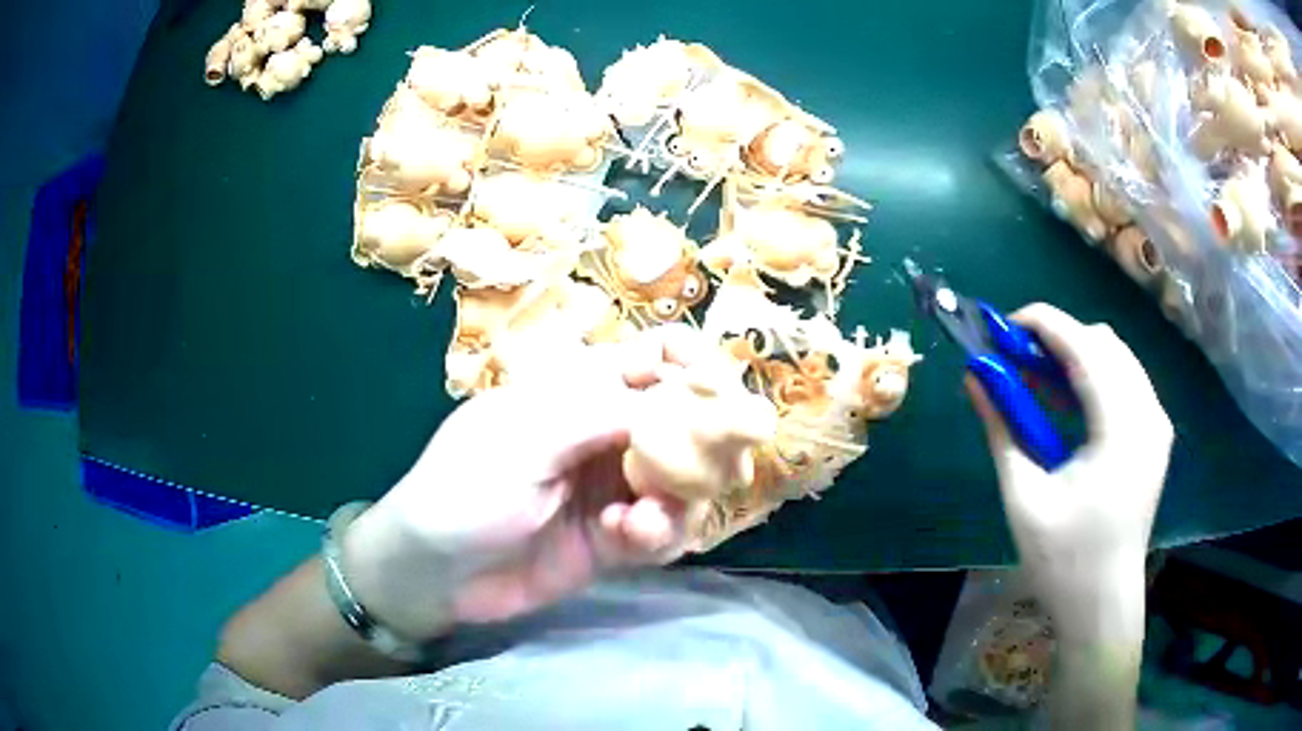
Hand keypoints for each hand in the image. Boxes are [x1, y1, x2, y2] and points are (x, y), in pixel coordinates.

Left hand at [339, 326, 714, 639]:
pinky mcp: (616, 538)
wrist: (436, 573)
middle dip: (706, 442)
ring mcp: (614, 487)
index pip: (655, 358)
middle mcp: (607, 433)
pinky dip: (659, 533)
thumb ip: (605, 413)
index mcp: (580, 389)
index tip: (720, 394)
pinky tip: (629, 539)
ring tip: (645, 521)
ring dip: (680, 499)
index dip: (695, 366)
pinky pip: (664, 529)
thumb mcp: (526, 438)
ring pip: (684, 480)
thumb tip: (683, 396)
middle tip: (718, 469)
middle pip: (684, 420)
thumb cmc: (465, 487)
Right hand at [966, 304, 1172, 619]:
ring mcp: (1157, 423)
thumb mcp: (1024, 496)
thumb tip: (974, 377)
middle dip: (1058, 338)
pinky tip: (1069, 404)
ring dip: (1077, 356)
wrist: (1103, 604)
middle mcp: (1148, 413)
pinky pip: (1126, 381)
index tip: (1002, 328)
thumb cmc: (1063, 560)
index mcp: (1121, 429)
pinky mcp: (1156, 435)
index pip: (1084, 346)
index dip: (1042, 324)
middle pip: (1103, 342)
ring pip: (1117, 357)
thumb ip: (1001, 429)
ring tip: (1039, 382)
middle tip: (1017, 361)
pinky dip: (1095, 377)